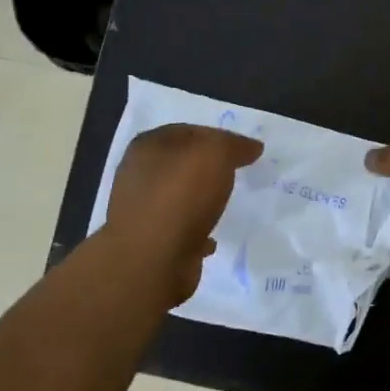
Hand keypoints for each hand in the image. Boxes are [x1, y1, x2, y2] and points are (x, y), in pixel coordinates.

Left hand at [105, 124, 263, 304]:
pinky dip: (196, 231)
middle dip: (209, 168)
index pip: (189, 131)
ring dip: (202, 200)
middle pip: (183, 164)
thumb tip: (251, 147)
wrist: (152, 260)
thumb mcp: (214, 154)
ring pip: (180, 197)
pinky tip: (213, 238)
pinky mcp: (150, 242)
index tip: (244, 150)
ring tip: (227, 205)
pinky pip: (180, 230)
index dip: (218, 136)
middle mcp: (138, 175)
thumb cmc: (180, 196)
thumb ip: (233, 145)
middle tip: (239, 175)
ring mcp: (141, 211)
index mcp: (148, 147)